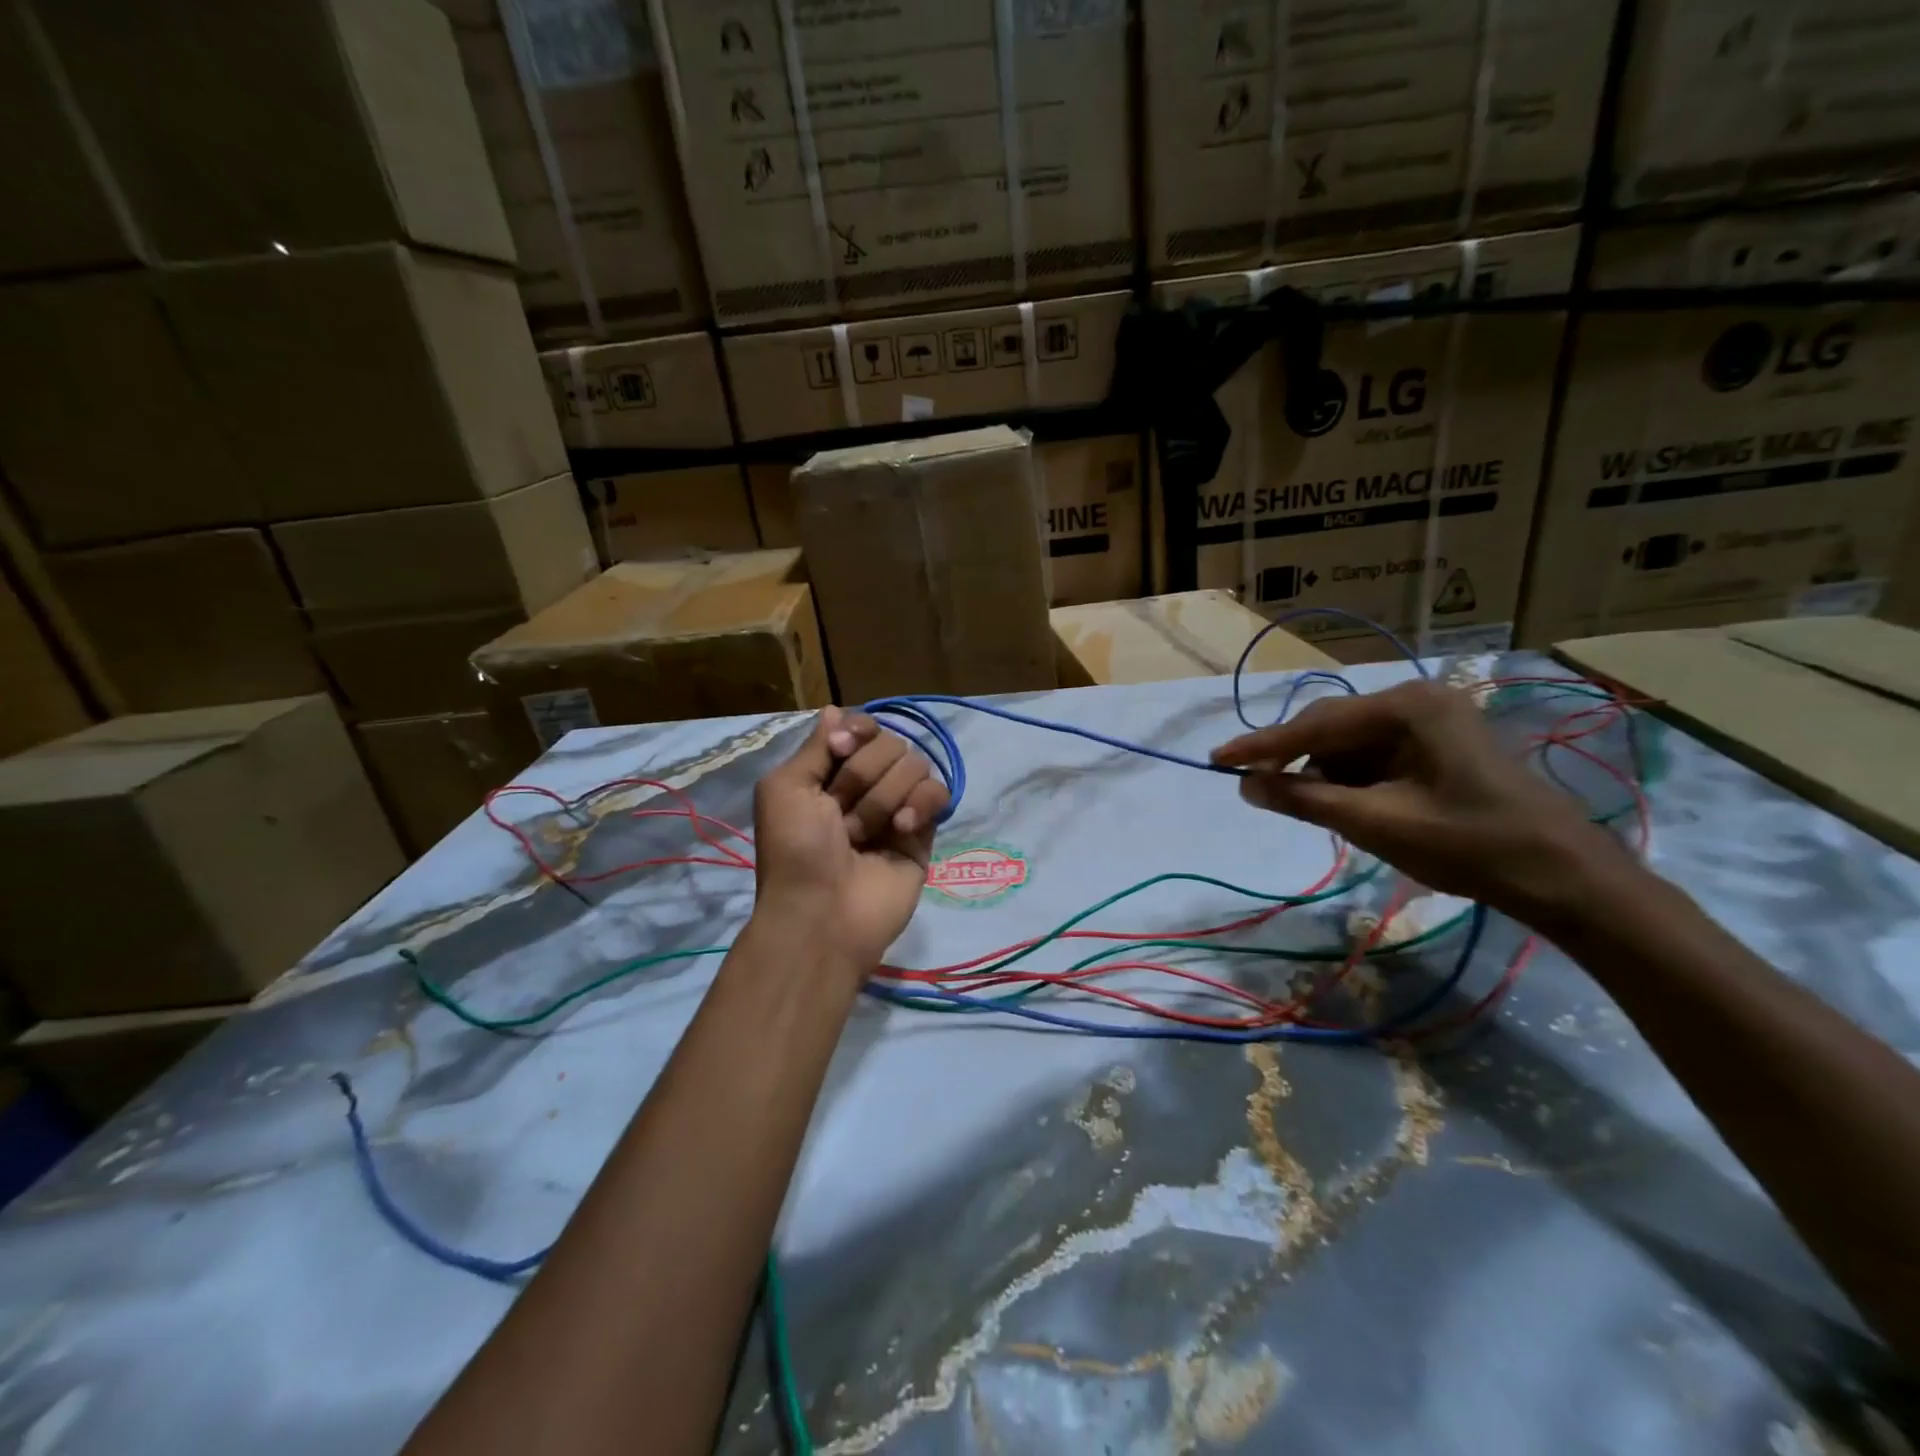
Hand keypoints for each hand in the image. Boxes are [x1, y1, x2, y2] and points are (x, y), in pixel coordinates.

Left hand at [750, 706, 949, 974]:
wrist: (823, 913)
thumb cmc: (795, 849)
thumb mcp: (785, 788)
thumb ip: (815, 746)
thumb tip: (835, 709)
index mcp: (829, 772)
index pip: (861, 727)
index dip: (857, 732)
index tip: (840, 750)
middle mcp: (865, 784)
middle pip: (889, 742)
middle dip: (863, 775)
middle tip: (842, 813)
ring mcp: (897, 806)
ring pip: (915, 764)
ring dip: (884, 798)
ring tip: (865, 834)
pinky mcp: (926, 830)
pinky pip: (939, 792)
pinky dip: (922, 804)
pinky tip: (904, 829)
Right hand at [1211, 680, 1631, 926]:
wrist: (1565, 877)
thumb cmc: (1471, 845)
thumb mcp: (1376, 824)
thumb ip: (1305, 800)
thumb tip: (1244, 784)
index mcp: (1407, 708)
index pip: (1315, 726)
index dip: (1262, 746)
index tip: (1217, 759)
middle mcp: (1418, 700)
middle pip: (1332, 727)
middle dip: (1296, 762)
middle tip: (1257, 790)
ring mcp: (1432, 720)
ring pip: (1351, 743)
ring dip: (1326, 775)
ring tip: (1317, 811)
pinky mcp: (1439, 744)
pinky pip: (1375, 754)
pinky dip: (1353, 780)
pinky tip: (1350, 806)